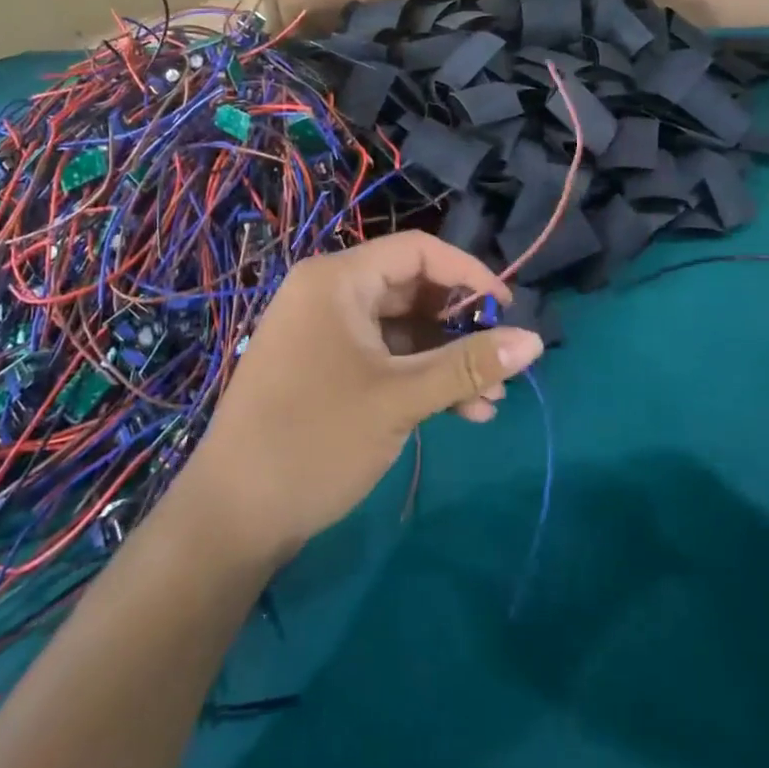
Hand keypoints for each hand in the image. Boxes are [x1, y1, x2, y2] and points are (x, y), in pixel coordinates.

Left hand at [174, 232, 543, 559]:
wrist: (232, 516)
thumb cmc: (316, 440)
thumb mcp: (401, 398)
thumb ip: (469, 365)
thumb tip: (536, 341)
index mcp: (337, 279)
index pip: (418, 251)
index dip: (469, 274)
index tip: (509, 310)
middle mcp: (327, 293)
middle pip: (411, 290)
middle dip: (460, 329)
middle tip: (501, 366)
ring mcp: (322, 332)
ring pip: (400, 330)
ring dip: (445, 361)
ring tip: (489, 403)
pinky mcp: (321, 367)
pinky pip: (381, 356)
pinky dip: (417, 378)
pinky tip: (458, 413)